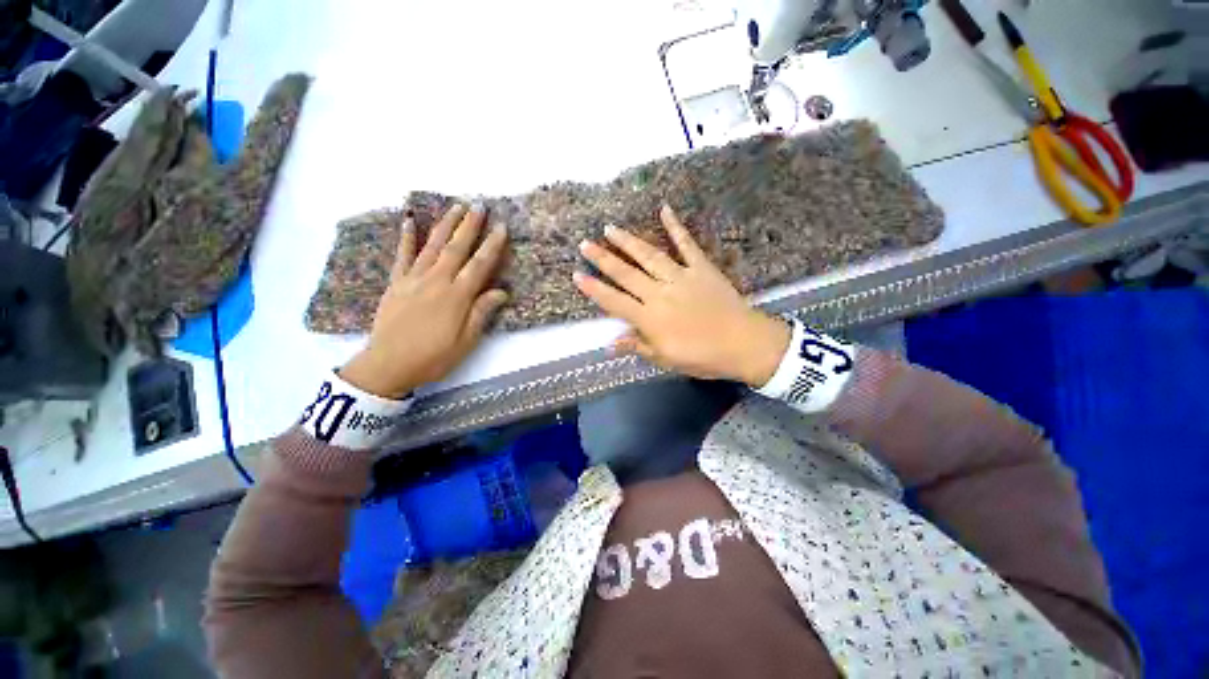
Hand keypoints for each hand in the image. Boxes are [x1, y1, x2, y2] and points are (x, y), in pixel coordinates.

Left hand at [340, 204, 508, 397]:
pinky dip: (406, 237)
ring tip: (456, 206)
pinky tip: (409, 221)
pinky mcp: (396, 283)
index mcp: (457, 297)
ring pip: (432, 246)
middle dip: (470, 225)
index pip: (479, 265)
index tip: (502, 227)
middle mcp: (437, 281)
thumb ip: (482, 313)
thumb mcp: (466, 341)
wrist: (388, 365)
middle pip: (456, 248)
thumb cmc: (433, 357)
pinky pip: (402, 256)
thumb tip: (501, 291)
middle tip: (480, 205)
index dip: (492, 246)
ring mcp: (414, 279)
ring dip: (445, 224)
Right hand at [573, 205, 789, 387]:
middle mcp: (660, 293)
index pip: (614, 301)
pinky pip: (686, 245)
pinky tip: (665, 209)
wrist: (744, 344)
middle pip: (626, 274)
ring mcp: (681, 277)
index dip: (594, 289)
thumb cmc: (702, 357)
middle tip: (585, 244)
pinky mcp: (701, 268)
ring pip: (649, 256)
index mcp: (650, 318)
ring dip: (628, 241)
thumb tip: (609, 344)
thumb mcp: (666, 359)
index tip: (577, 275)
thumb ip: (638, 346)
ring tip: (610, 229)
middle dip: (603, 259)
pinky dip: (676, 227)